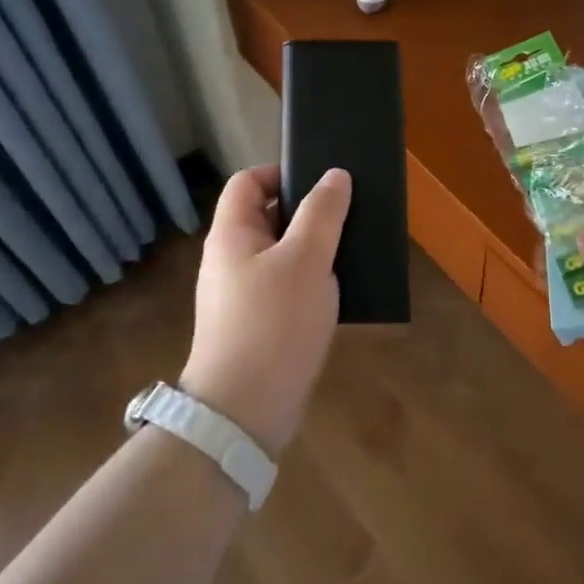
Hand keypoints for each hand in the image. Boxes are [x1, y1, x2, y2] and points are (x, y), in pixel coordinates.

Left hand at [181, 166, 351, 456]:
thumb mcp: (306, 259)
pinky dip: (311, 284)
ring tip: (352, 253)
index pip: (248, 182)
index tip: (322, 183)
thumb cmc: (274, 322)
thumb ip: (322, 213)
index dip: (281, 173)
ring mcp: (242, 295)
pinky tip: (341, 293)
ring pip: (281, 256)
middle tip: (348, 217)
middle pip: (268, 218)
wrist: (245, 410)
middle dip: (308, 214)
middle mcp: (231, 259)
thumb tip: (335, 175)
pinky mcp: (257, 325)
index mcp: (232, 234)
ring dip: (314, 251)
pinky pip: (286, 289)